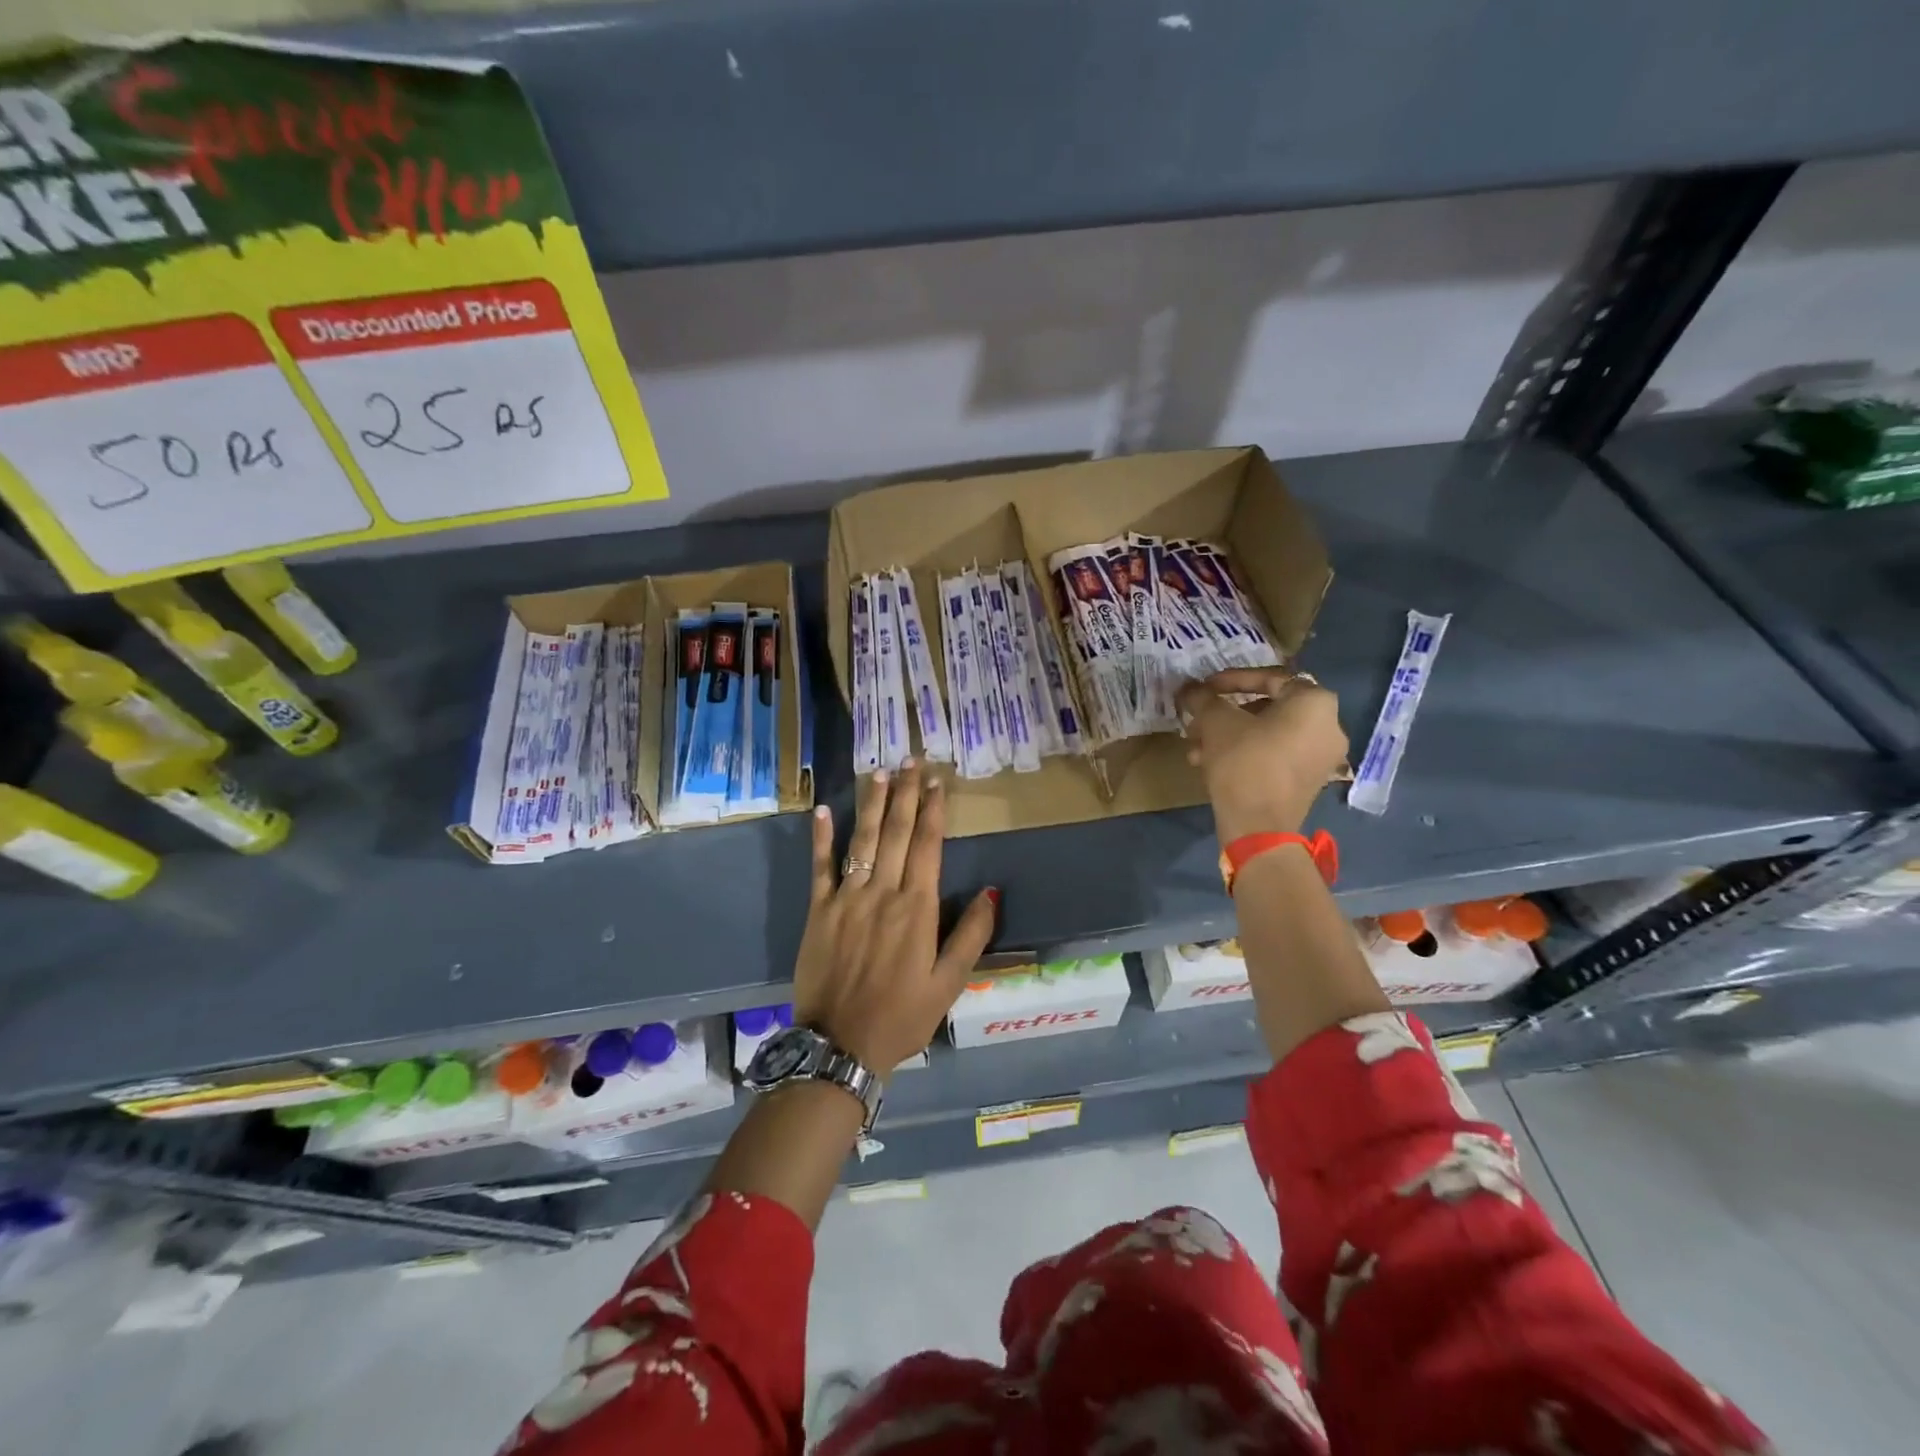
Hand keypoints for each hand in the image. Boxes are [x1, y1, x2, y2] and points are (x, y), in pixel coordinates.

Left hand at [793, 761, 996, 1076]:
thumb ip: (971, 935)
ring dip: (872, 804)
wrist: (839, 1045)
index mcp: (916, 909)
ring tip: (880, 772)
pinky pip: (819, 867)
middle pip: (896, 833)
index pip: (927, 846)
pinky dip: (821, 838)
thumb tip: (993, 891)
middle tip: (912, 760)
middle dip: (906, 794)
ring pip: (862, 840)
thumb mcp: (948, 984)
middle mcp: (882, 892)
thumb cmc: (901, 1017)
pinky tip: (822, 810)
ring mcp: (846, 898)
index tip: (937, 782)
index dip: (932, 811)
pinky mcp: (818, 910)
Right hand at [1178, 669, 1347, 843]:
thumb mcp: (1216, 723)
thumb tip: (1189, 688)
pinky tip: (1210, 763)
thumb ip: (1203, 698)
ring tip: (1196, 747)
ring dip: (1229, 735)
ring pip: (1268, 733)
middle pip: (1268, 707)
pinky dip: (1246, 753)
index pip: (1270, 678)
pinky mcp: (1310, 780)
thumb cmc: (1244, 763)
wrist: (1259, 828)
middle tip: (1198, 719)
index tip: (1204, 688)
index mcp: (1315, 702)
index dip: (1231, 680)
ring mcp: (1322, 756)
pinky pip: (1276, 754)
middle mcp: (1329, 725)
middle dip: (1226, 713)